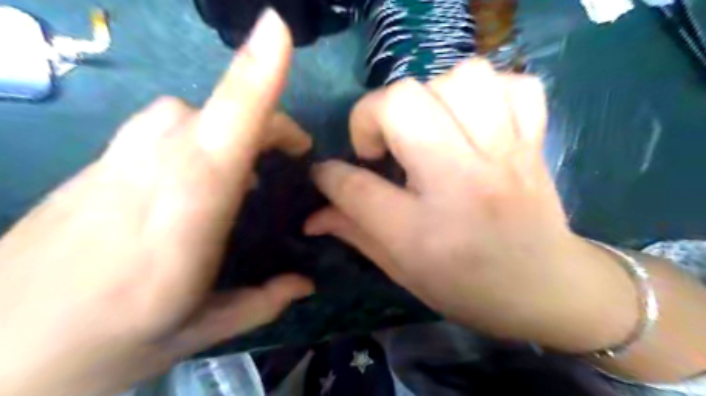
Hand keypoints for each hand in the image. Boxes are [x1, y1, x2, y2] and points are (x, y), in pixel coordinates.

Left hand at [0, 9, 311, 395]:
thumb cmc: (107, 344)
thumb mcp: (198, 332)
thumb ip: (260, 302)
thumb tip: (306, 284)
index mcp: (184, 216)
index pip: (225, 132)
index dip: (254, 78)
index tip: (279, 30)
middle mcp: (149, 174)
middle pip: (211, 112)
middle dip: (263, 117)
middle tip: (289, 154)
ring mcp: (113, 164)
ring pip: (180, 112)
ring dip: (226, 124)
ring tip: (244, 167)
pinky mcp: (92, 166)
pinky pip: (155, 127)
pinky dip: (193, 135)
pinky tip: (195, 176)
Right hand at [306, 60, 637, 352]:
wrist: (549, 290)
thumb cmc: (469, 290)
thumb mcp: (403, 271)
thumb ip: (354, 234)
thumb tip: (312, 216)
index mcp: (423, 232)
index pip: (354, 185)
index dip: (328, 173)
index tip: (326, 172)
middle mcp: (462, 183)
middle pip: (401, 105)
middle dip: (371, 115)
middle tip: (378, 145)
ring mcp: (504, 156)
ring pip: (461, 80)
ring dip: (430, 95)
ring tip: (427, 128)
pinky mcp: (533, 142)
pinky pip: (513, 86)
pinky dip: (486, 93)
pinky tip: (473, 122)